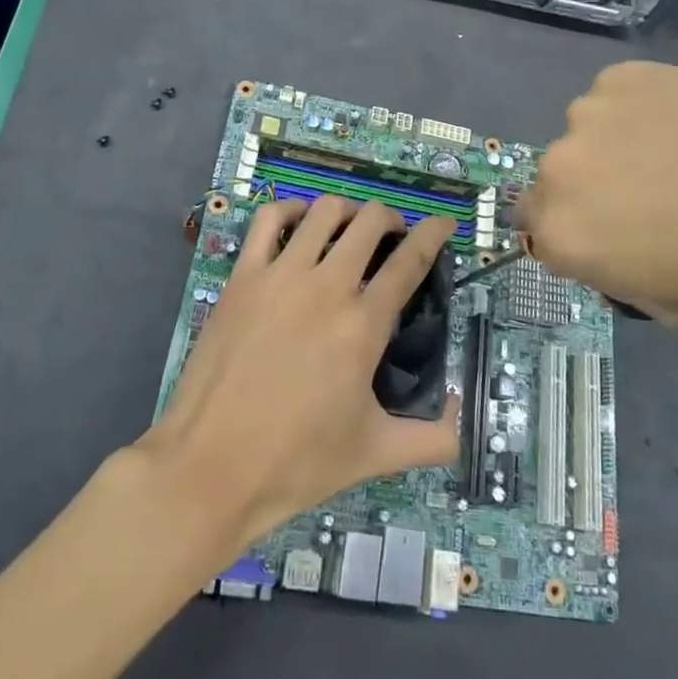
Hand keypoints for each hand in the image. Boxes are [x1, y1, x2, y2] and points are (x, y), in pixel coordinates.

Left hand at [140, 197, 460, 548]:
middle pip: (369, 222)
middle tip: (392, 237)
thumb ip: (434, 439)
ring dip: (347, 211)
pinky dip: (291, 210)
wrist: (209, 469)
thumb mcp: (374, 453)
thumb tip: (468, 420)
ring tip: (350, 228)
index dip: (433, 233)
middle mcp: (326, 287)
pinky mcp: (242, 277)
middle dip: (390, 219)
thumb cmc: (295, 463)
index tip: (444, 222)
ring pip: (324, 211)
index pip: (410, 261)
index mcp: (363, 325)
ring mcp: (280, 277)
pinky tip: (300, 224)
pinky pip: (269, 220)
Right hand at [519, 60, 677, 321]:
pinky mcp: (619, 76)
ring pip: (587, 138)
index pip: (540, 236)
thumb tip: (618, 256)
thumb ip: (624, 282)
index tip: (617, 239)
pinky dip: (641, 112)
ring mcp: (586, 115)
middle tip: (652, 196)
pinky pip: (617, 102)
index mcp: (564, 234)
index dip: (579, 239)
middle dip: (593, 192)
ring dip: (615, 149)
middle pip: (559, 184)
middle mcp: (558, 171)